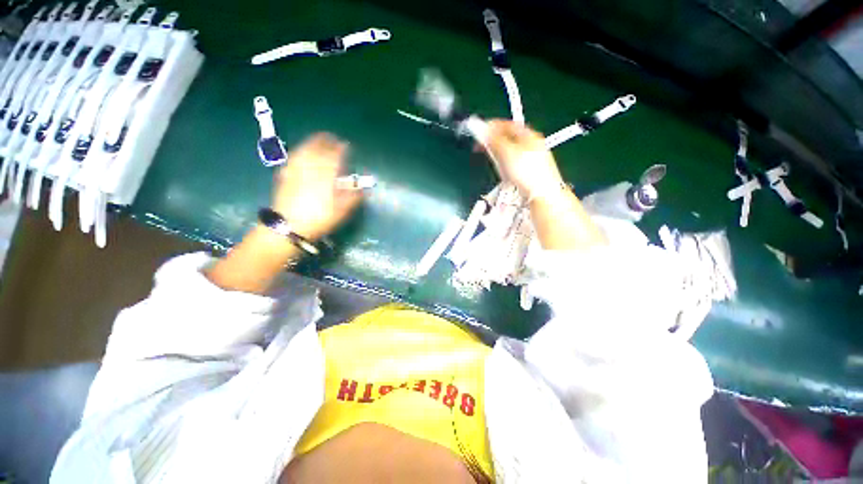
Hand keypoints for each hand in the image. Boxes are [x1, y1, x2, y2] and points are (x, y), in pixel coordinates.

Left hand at [271, 133, 362, 240]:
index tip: (346, 145)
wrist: (290, 227)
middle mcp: (311, 168)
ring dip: (312, 143)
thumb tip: (363, 188)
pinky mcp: (285, 175)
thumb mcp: (342, 211)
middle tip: (331, 138)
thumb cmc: (320, 218)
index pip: (335, 156)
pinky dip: (299, 152)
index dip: (341, 149)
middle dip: (325, 141)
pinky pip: (293, 158)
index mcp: (326, 175)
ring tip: (317, 141)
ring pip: (304, 150)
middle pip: (318, 149)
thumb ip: (353, 197)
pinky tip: (301, 153)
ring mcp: (296, 170)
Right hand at [484, 120, 563, 199]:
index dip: (491, 127)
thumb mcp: (506, 152)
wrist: (542, 194)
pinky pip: (514, 163)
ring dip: (499, 154)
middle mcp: (532, 144)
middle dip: (494, 142)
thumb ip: (493, 140)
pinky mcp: (530, 171)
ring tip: (493, 161)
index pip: (507, 125)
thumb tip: (481, 128)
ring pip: (511, 151)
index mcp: (528, 135)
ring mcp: (532, 158)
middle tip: (483, 147)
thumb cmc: (526, 172)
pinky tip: (504, 173)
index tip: (479, 132)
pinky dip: (506, 165)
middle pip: (509, 138)